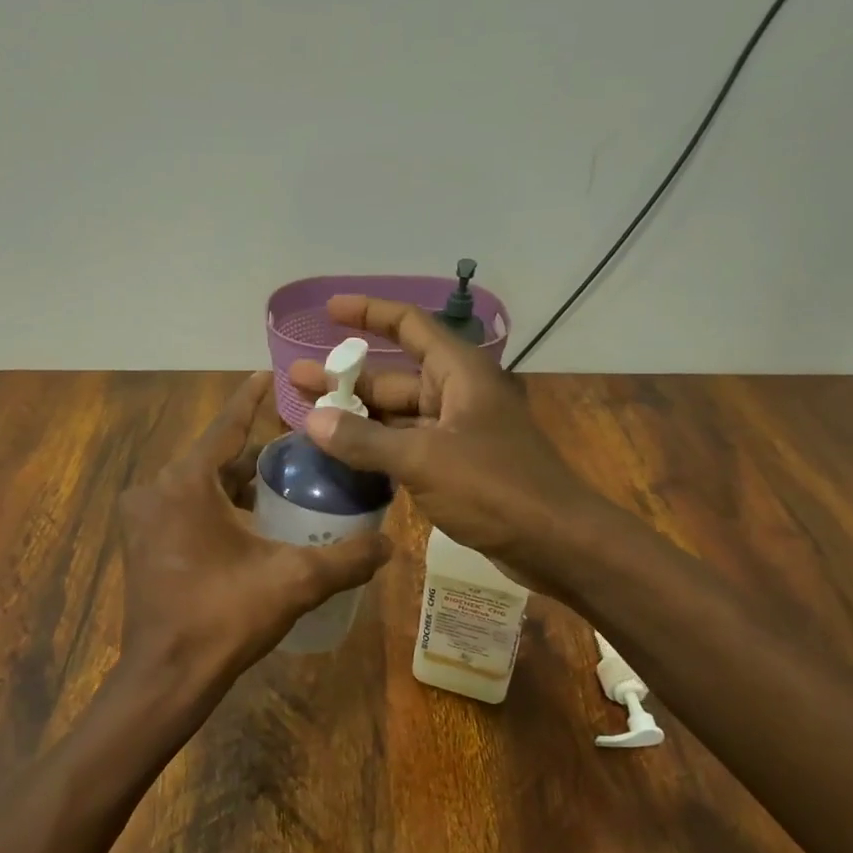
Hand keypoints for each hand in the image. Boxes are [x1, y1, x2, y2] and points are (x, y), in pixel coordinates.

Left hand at [116, 371, 390, 717]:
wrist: (167, 677)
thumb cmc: (224, 618)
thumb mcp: (294, 582)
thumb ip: (347, 558)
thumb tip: (392, 544)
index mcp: (186, 483)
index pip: (226, 426)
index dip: (252, 400)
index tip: (270, 374)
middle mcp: (155, 490)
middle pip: (215, 457)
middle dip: (254, 451)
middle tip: (300, 448)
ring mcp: (143, 518)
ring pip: (199, 484)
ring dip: (236, 482)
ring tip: (284, 482)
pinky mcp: (142, 543)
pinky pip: (185, 507)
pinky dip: (216, 505)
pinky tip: (252, 520)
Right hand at [288, 296, 600, 593]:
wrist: (556, 543)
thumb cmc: (495, 488)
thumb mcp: (423, 459)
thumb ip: (364, 440)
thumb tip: (312, 420)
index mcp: (459, 373)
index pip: (409, 325)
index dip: (368, 313)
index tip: (329, 310)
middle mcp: (457, 394)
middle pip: (393, 376)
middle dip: (346, 379)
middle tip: (295, 379)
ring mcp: (456, 432)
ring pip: (397, 416)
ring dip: (356, 417)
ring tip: (307, 418)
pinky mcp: (455, 466)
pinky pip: (406, 446)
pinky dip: (376, 448)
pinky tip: (342, 455)